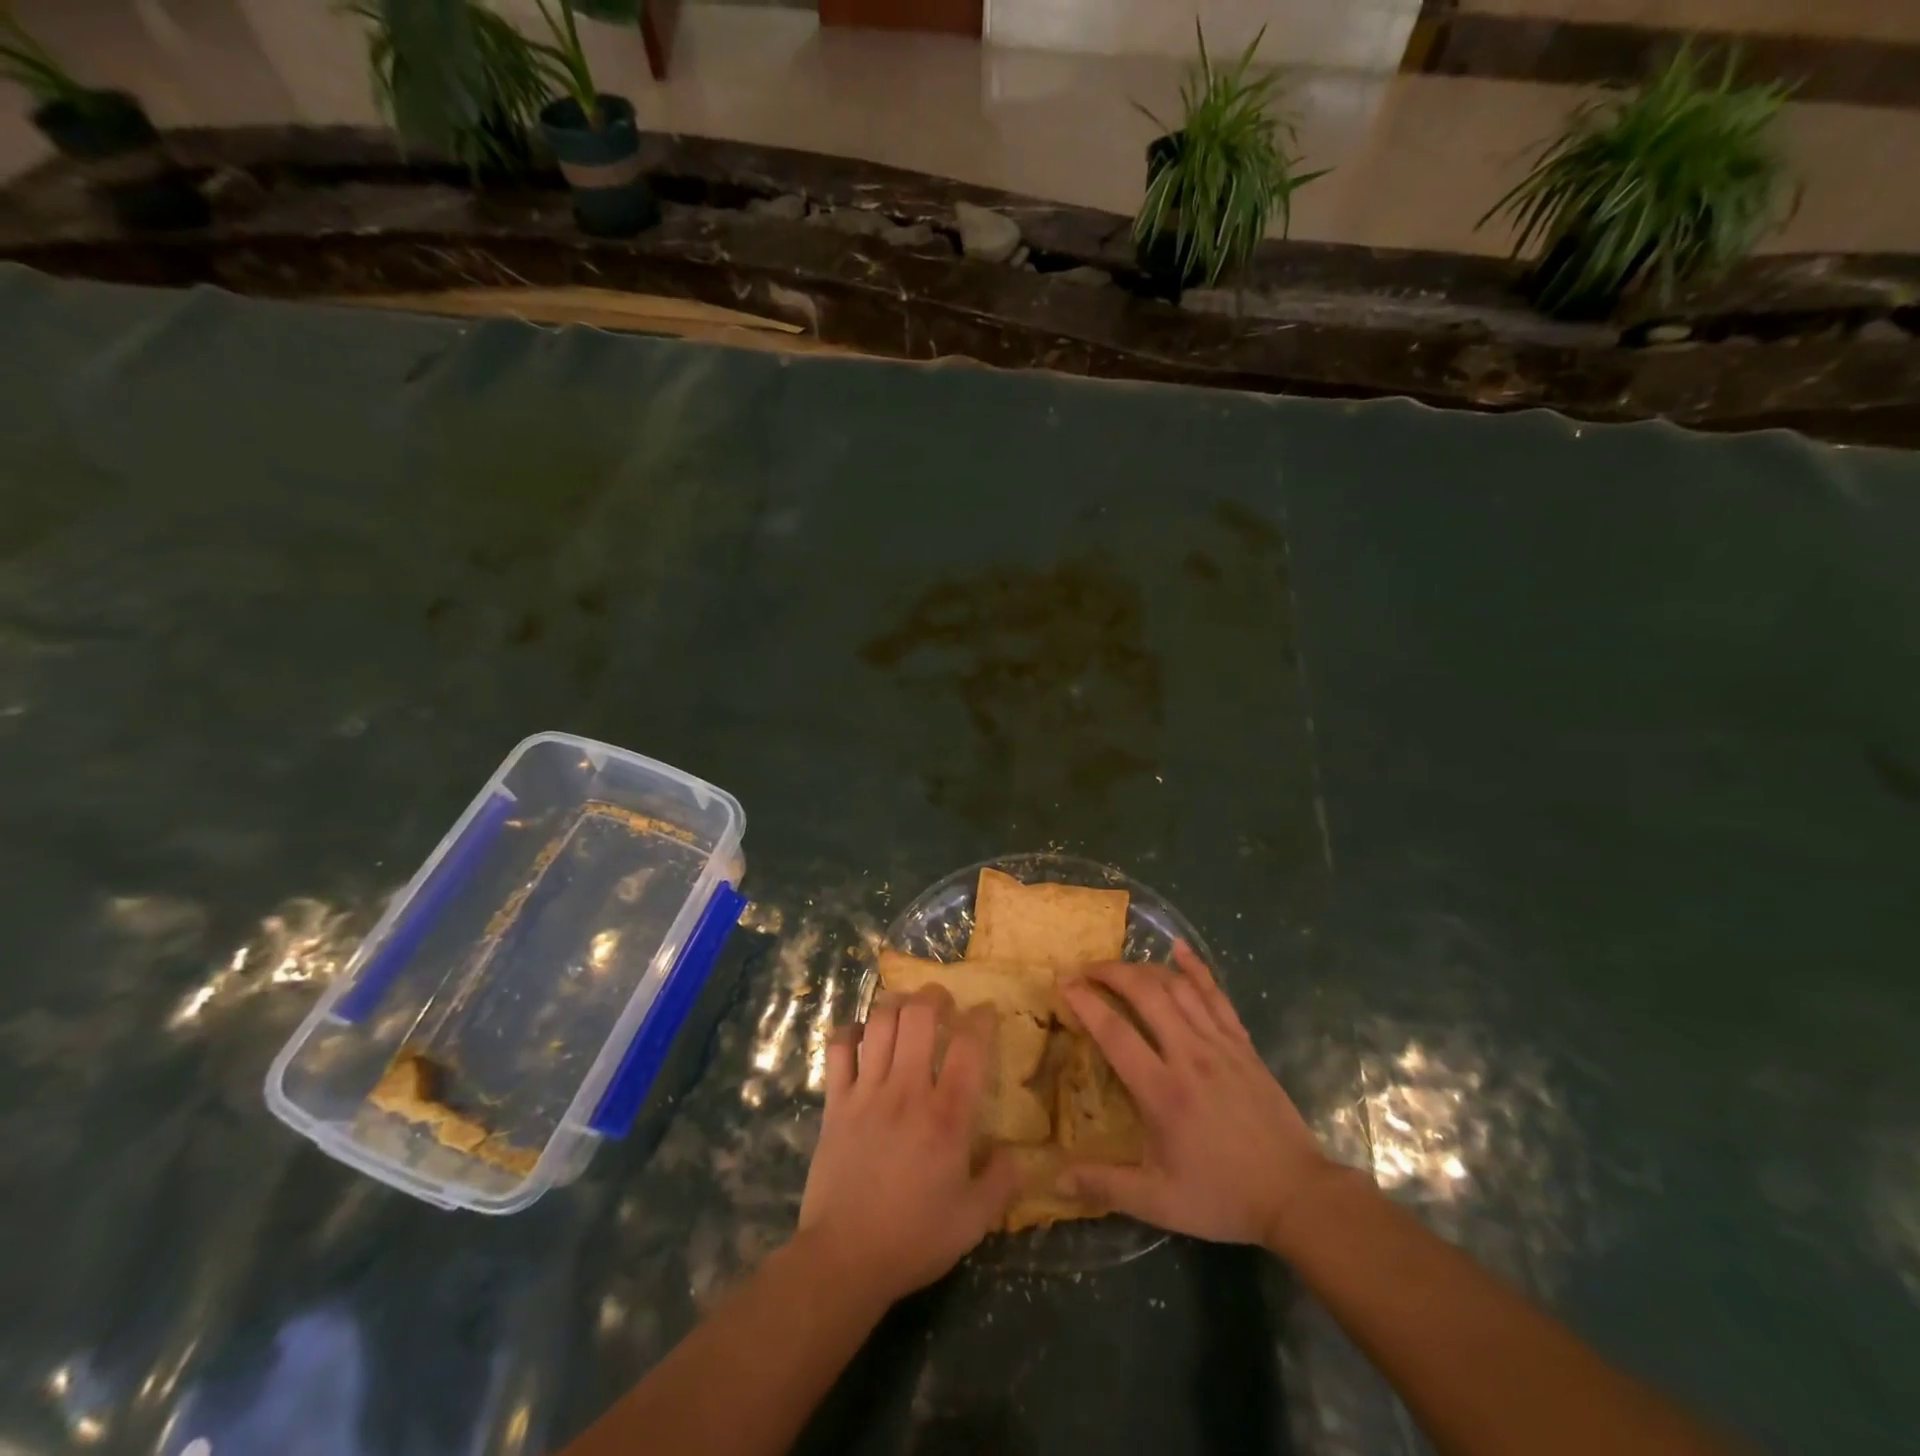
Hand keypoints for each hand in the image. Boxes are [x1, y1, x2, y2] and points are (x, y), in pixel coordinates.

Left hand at [798, 991, 1018, 1303]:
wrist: (845, 1258)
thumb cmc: (914, 1238)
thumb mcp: (974, 1221)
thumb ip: (1002, 1182)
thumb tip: (1015, 1152)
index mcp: (947, 1116)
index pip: (969, 1046)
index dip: (981, 1018)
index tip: (986, 1012)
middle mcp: (907, 1091)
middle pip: (918, 1016)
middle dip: (934, 996)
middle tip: (942, 1001)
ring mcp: (866, 1092)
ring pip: (879, 1023)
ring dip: (895, 1005)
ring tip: (906, 1007)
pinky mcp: (835, 1103)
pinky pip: (839, 1050)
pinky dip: (850, 1032)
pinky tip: (861, 1034)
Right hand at [1059, 942, 1332, 1248]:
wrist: (1296, 1195)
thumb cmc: (1222, 1197)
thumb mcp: (1159, 1202)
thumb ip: (1105, 1185)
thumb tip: (1055, 1181)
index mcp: (1162, 1092)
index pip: (1114, 1032)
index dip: (1085, 1002)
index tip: (1063, 982)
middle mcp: (1189, 1056)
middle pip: (1145, 993)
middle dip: (1110, 972)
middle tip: (1085, 969)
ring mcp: (1220, 1044)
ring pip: (1178, 987)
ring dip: (1144, 968)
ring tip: (1120, 967)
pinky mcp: (1243, 1043)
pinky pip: (1216, 994)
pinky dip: (1196, 967)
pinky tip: (1179, 948)